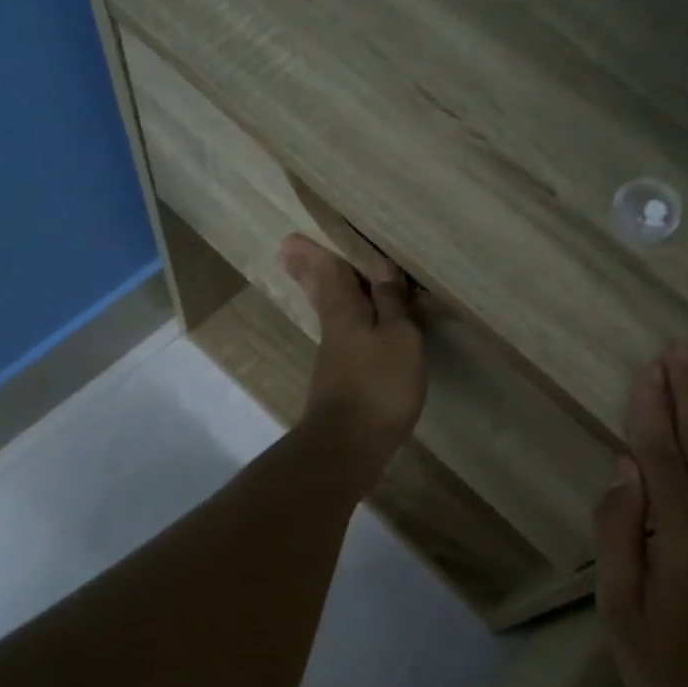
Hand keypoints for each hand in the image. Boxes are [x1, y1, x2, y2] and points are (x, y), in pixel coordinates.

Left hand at [279, 235, 426, 489]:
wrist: (348, 447)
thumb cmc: (379, 385)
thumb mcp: (399, 338)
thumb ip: (391, 303)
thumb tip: (381, 265)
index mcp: (345, 313)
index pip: (330, 274)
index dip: (315, 255)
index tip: (291, 239)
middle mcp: (333, 332)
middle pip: (321, 294)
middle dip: (308, 273)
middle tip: (288, 253)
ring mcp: (333, 362)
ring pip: (330, 317)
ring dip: (324, 296)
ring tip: (323, 281)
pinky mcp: (339, 386)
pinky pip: (343, 341)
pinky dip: (344, 326)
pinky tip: (354, 333)